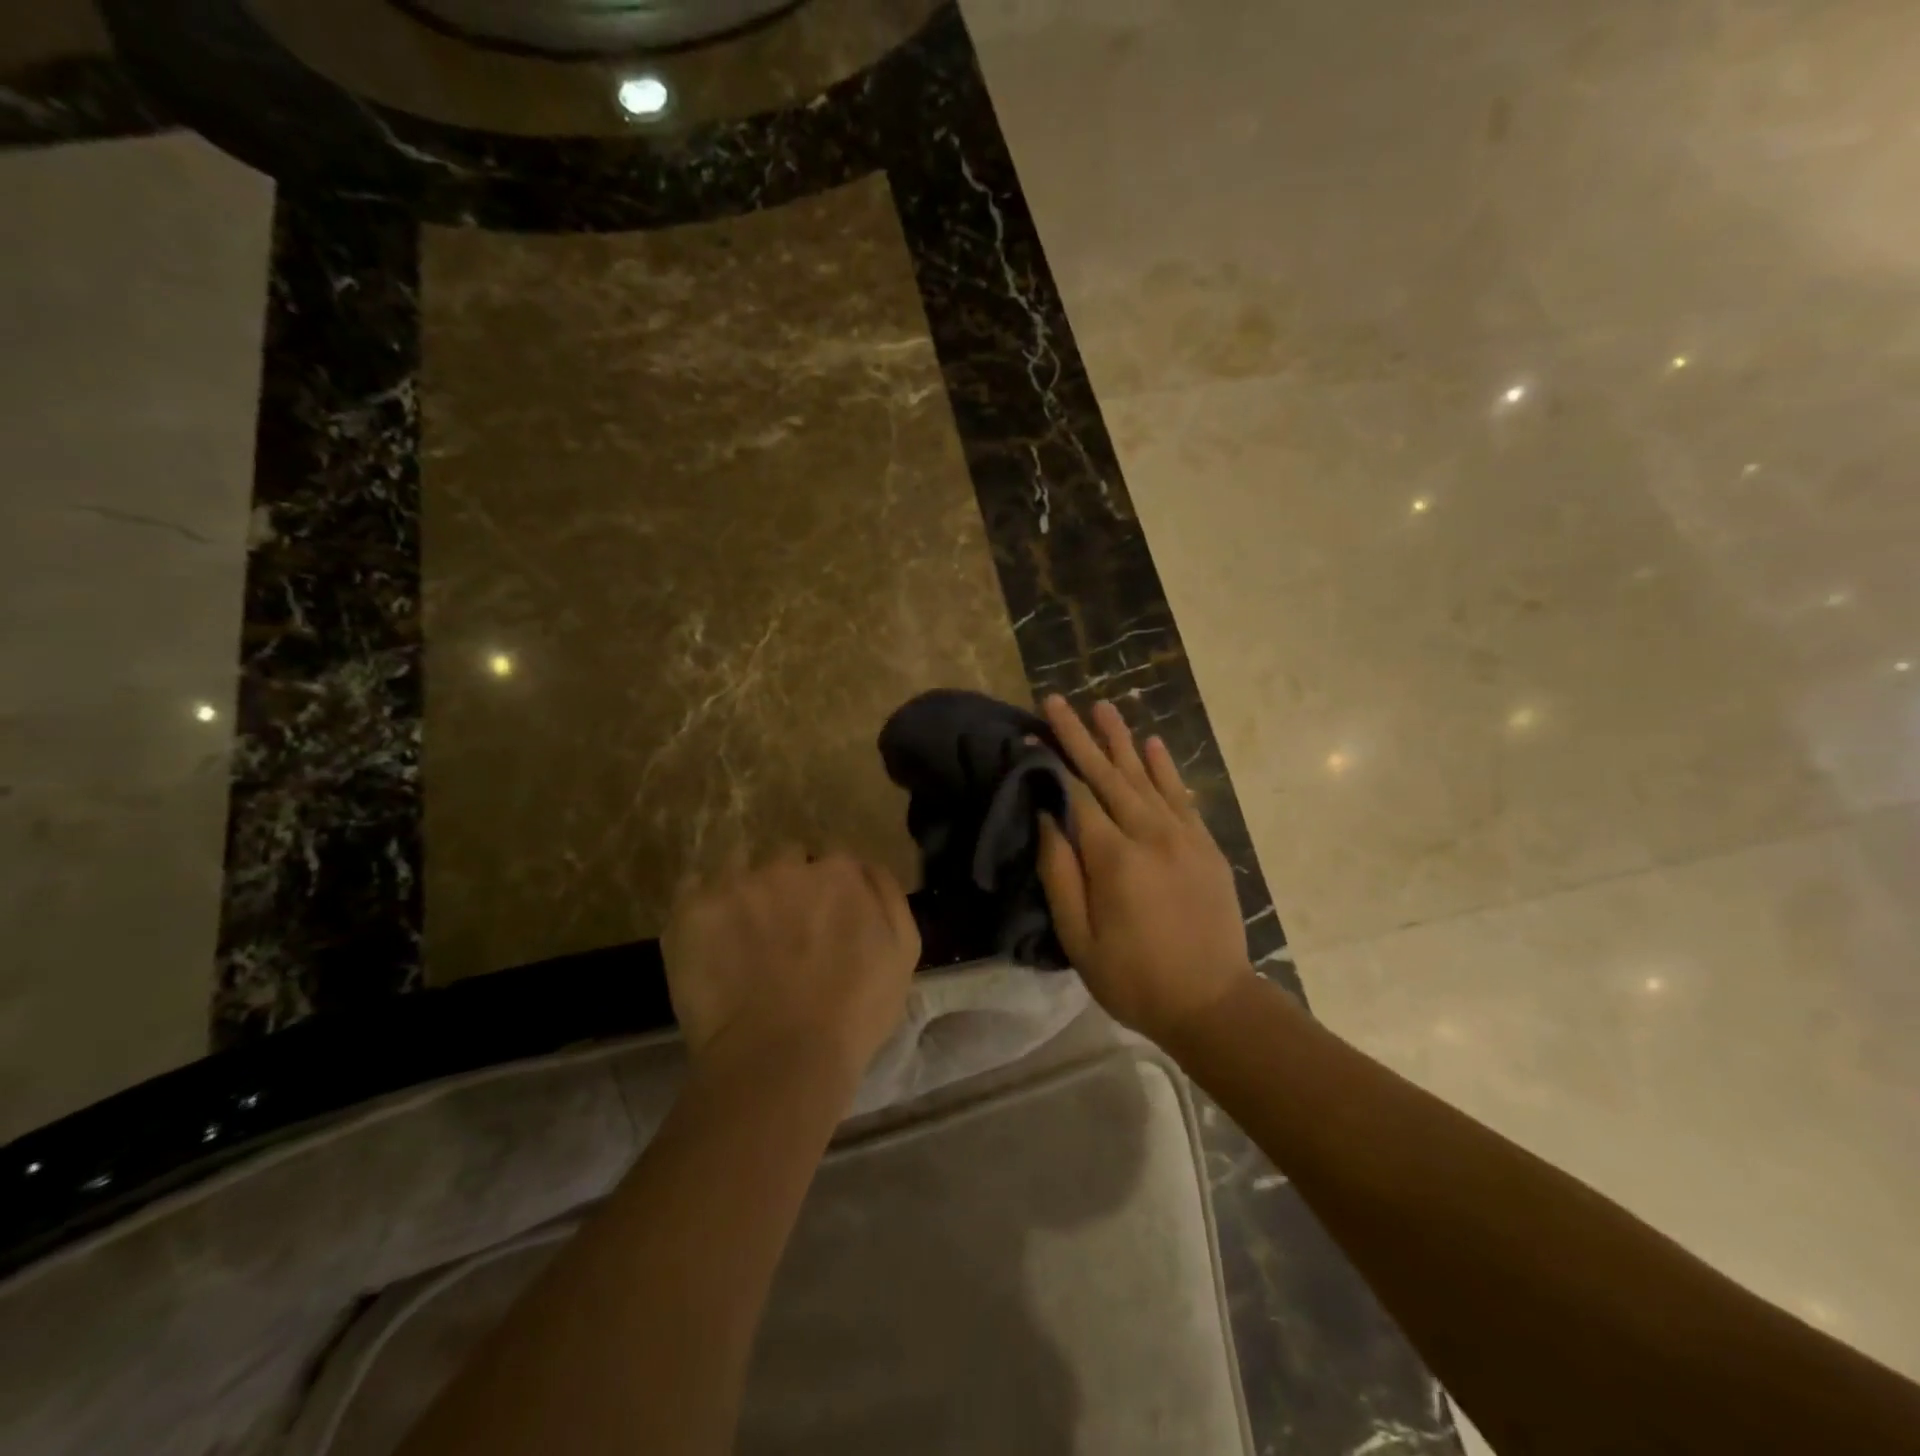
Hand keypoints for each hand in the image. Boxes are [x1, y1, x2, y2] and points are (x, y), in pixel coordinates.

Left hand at [663, 847, 919, 1087]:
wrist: (780, 1059)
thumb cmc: (853, 1013)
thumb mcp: (902, 952)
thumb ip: (886, 895)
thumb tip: (864, 869)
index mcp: (841, 871)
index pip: (835, 863)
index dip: (831, 891)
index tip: (826, 921)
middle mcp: (788, 864)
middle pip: (787, 859)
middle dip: (788, 884)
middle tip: (785, 930)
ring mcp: (737, 883)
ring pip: (739, 865)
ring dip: (744, 887)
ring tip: (741, 930)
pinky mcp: (693, 908)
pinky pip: (692, 886)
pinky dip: (701, 906)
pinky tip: (707, 935)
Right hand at [1036, 696, 1254, 1044]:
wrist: (1214, 1003)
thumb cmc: (1134, 978)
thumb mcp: (1079, 939)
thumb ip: (1060, 875)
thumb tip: (1047, 818)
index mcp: (1114, 859)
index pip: (1076, 796)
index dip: (1052, 763)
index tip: (1031, 734)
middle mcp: (1150, 834)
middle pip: (1109, 775)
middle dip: (1080, 736)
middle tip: (1057, 701)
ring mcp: (1183, 837)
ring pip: (1146, 776)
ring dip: (1122, 739)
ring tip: (1103, 707)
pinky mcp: (1205, 845)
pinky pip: (1182, 796)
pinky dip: (1165, 768)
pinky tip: (1152, 744)